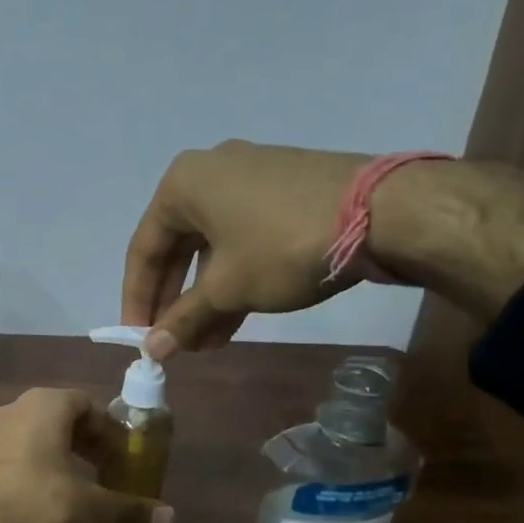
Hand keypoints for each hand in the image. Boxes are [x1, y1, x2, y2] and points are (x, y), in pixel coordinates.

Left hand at [0, 388, 171, 522]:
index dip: (106, 428)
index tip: (121, 454)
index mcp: (40, 407)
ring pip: (19, 441)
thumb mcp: (93, 511)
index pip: (82, 402)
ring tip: (63, 488)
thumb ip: (131, 507)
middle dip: (77, 441)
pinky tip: (23, 507)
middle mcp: (4, 414)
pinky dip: (14, 480)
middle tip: (100, 469)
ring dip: (43, 458)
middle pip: (49, 418)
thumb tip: (170, 515)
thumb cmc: (38, 512)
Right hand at [123, 141, 369, 356]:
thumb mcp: (228, 288)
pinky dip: (235, 276)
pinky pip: (242, 237)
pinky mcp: (283, 189)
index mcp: (182, 185)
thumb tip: (151, 350)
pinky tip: (236, 317)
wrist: (385, 212)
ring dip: (206, 296)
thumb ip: (183, 318)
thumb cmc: (283, 246)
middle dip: (175, 300)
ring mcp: (250, 177)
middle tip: (173, 341)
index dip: (138, 299)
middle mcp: (209, 172)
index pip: (144, 249)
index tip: (139, 337)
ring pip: (213, 246)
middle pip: (178, 246)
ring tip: (207, 342)